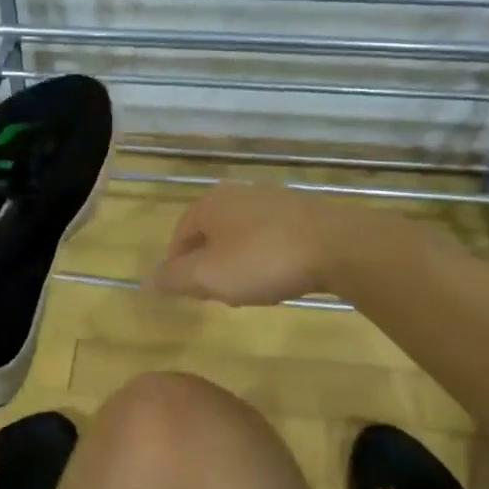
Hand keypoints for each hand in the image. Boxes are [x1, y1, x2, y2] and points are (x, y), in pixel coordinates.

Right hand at [149, 185, 340, 305]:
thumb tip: (148, 280)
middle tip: (216, 294)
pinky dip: (266, 257)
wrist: (339, 246)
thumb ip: (174, 278)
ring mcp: (273, 200)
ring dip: (238, 262)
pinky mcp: (303, 212)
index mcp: (210, 204)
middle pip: (210, 234)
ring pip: (241, 236)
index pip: (179, 236)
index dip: (177, 267)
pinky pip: (271, 237)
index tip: (187, 294)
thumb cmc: (263, 260)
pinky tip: (280, 277)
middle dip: (209, 265)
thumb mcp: (209, 276)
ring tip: (249, 290)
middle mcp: (238, 194)